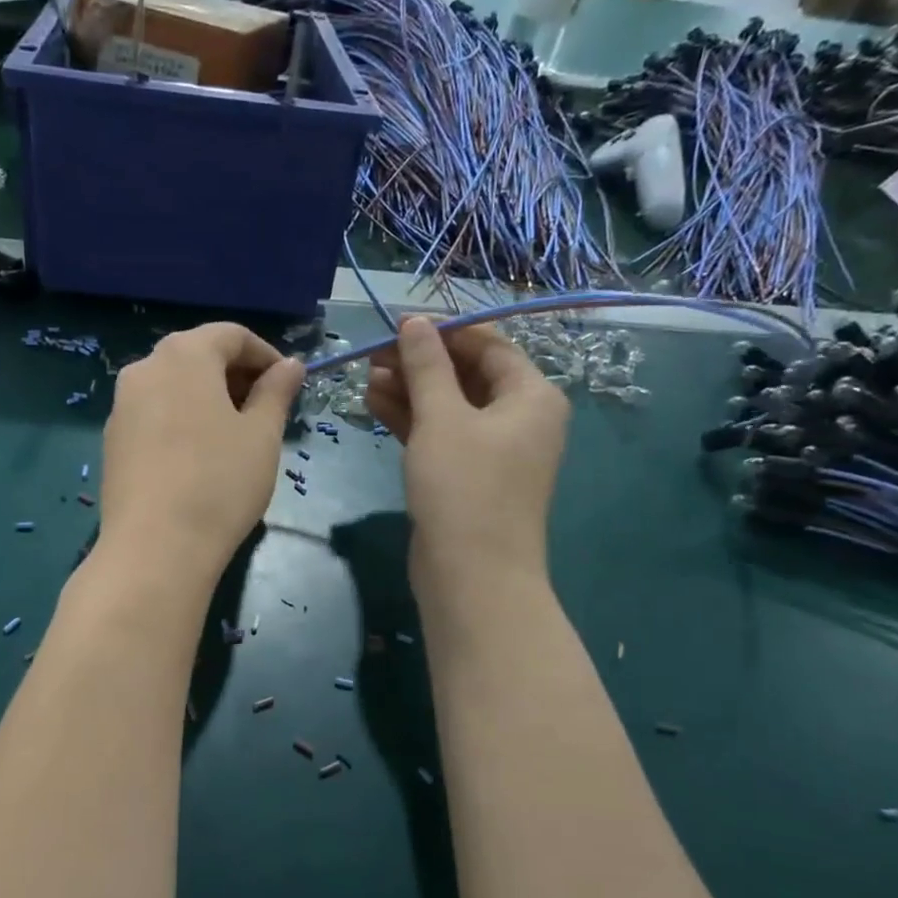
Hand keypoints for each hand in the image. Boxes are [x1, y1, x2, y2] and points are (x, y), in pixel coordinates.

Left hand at [99, 323, 304, 581]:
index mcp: (184, 355)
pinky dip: (182, 420)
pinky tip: (199, 457)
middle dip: (236, 376)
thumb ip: (277, 392)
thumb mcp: (261, 435)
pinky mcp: (112, 441)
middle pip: (198, 356)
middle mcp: (145, 369)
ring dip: (208, 398)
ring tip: (235, 436)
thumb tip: (290, 365)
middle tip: (266, 411)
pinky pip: (154, 414)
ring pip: (173, 386)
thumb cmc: (220, 483)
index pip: (231, 335)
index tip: (289, 385)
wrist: (155, 549)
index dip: (266, 355)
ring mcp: (121, 406)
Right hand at [366, 316, 568, 588]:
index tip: (397, 324)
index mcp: (531, 395)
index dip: (443, 330)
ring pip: (449, 406)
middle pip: (467, 374)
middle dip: (420, 362)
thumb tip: (414, 322)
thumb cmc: (464, 486)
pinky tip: (374, 403)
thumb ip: (426, 365)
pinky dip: (412, 419)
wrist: (472, 575)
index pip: (488, 344)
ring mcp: (493, 450)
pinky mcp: (467, 475)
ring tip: (367, 377)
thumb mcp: (442, 418)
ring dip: (410, 389)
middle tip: (374, 353)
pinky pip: (440, 434)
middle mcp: (519, 418)